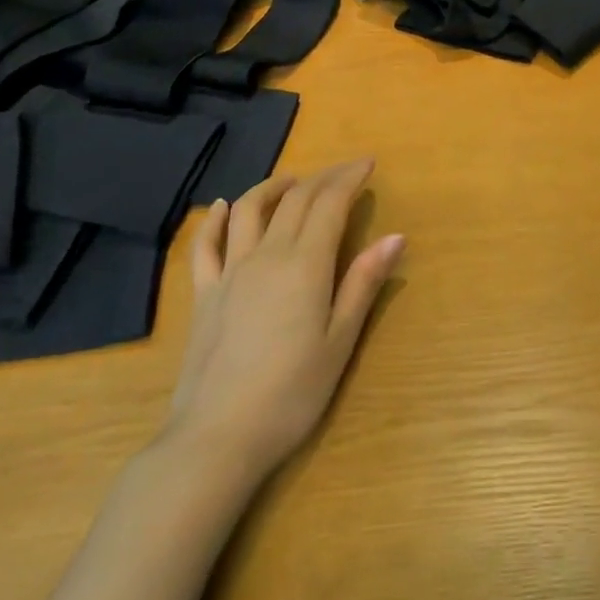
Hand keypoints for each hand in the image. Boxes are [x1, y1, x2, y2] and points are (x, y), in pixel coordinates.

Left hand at [159, 161, 403, 477]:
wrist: (218, 436)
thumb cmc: (292, 393)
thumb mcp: (340, 341)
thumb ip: (363, 284)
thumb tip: (394, 237)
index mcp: (305, 264)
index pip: (330, 204)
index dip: (349, 178)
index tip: (368, 164)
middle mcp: (266, 255)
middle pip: (294, 200)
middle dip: (322, 178)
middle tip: (343, 172)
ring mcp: (229, 272)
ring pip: (247, 210)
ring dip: (272, 187)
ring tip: (292, 181)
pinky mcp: (204, 294)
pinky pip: (205, 244)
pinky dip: (214, 218)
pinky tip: (221, 207)